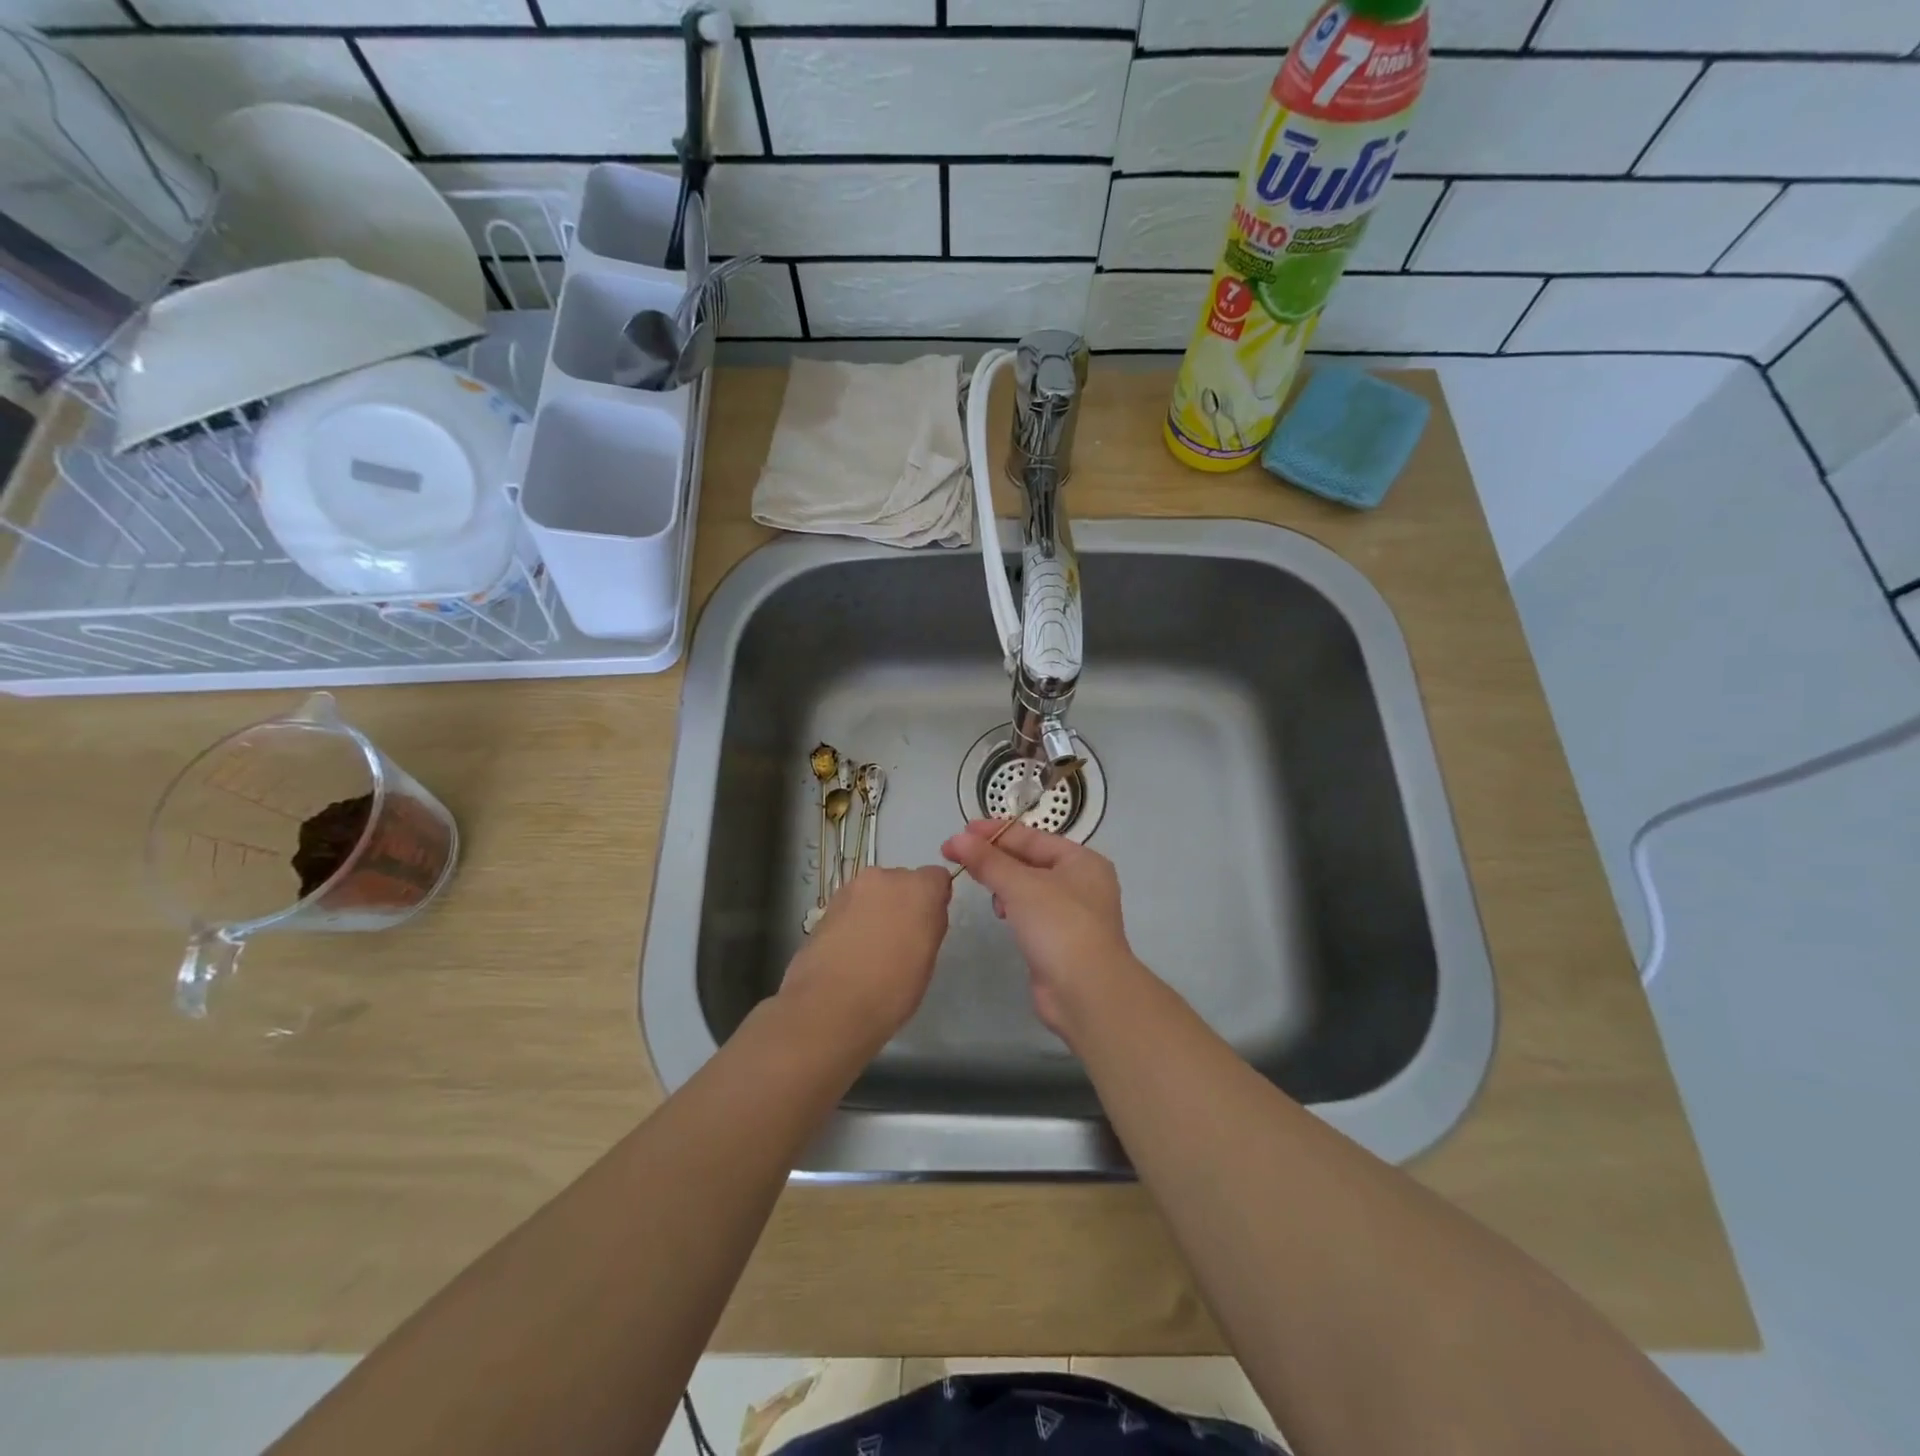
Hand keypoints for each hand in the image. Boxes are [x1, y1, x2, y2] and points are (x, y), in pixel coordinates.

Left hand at [779, 866, 953, 1051]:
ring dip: (876, 910)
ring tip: (870, 948)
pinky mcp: (826, 906)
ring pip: (874, 893)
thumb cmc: (892, 989)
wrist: (829, 1006)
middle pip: (902, 881)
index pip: (937, 877)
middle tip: (900, 939)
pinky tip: (849, 951)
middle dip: (903, 902)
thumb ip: (930, 925)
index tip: (928, 925)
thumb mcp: (927, 960)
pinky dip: (854, 920)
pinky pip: (851, 906)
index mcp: (918, 889)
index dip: (934, 899)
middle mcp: (885, 878)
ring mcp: (851, 889)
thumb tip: (924, 915)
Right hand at [940, 820, 1143, 1039]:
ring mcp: (1072, 913)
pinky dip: (1012, 907)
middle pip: (1029, 860)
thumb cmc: (1059, 926)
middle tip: (956, 855)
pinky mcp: (1059, 940)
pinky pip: (1029, 912)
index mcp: (1082, 860)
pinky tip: (999, 912)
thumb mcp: (1021, 886)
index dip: (994, 832)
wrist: (1086, 992)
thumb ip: (988, 861)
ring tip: (980, 884)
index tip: (960, 832)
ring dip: (1003, 883)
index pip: (1032, 837)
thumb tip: (956, 840)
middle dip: (994, 857)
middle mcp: (1081, 882)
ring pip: (1028, 887)